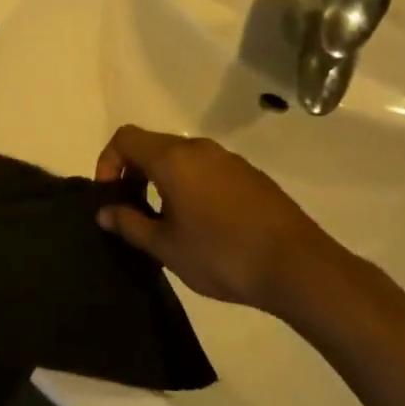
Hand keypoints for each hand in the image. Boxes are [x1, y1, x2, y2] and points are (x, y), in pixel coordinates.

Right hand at [94, 126, 336, 312]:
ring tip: (166, 219)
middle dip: (134, 171)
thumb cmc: (222, 254)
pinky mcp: (251, 175)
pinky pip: (207, 169)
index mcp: (172, 158)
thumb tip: (105, 212)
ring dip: (163, 179)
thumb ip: (130, 224)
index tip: (109, 195)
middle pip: (153, 144)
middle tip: (132, 209)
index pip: (125, 138)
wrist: (298, 267)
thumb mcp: (166, 247)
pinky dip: (191, 184)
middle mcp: (199, 148)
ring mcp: (228, 159)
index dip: (107, 161)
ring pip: (181, 157)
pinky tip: (203, 222)